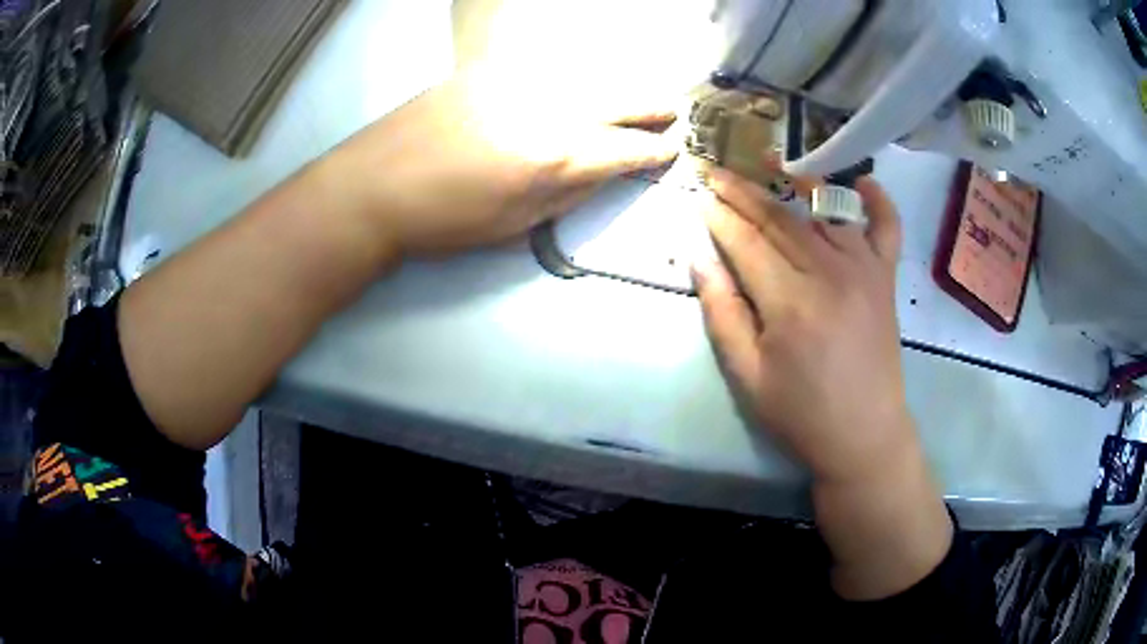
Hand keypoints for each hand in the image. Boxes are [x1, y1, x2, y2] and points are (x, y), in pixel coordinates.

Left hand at [311, 69, 677, 258]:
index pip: (624, 150)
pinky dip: (575, 79)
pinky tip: (580, 87)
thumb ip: (567, 194)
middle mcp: (546, 109)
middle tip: (672, 111)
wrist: (373, 186)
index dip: (654, 152)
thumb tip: (603, 172)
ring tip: (637, 98)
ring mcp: (516, 82)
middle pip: (618, 101)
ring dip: (619, 89)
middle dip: (651, 107)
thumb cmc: (443, 221)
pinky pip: (548, 70)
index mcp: (554, 157)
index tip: (671, 150)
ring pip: (588, 78)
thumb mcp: (514, 224)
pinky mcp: (488, 70)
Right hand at [694, 168, 910, 484]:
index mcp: (790, 302)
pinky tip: (864, 182)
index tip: (699, 195)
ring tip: (769, 167)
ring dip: (794, 187)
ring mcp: (864, 271)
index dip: (720, 217)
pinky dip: (879, 201)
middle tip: (717, 172)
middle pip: (780, 219)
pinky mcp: (886, 279)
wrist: (865, 435)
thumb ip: (723, 313)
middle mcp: (830, 273)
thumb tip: (700, 258)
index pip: (746, 243)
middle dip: (744, 193)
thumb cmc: (801, 413)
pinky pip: (887, 228)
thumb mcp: (747, 376)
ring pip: (823, 214)